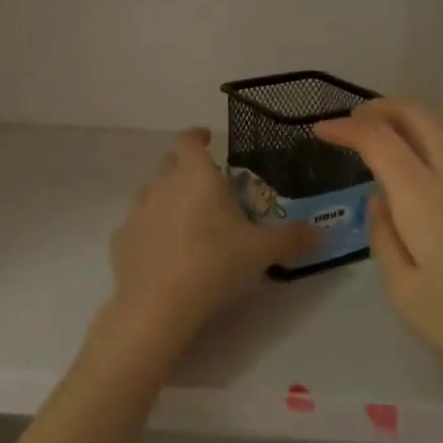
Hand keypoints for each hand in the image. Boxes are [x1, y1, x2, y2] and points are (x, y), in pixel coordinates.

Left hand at [102, 129, 317, 356]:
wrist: (157, 306)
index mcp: (195, 175)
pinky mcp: (120, 239)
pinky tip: (165, 252)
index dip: (197, 136)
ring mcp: (136, 211)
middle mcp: (161, 184)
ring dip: (168, 198)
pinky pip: (138, 224)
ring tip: (188, 221)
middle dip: (187, 169)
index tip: (208, 140)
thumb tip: (322, 234)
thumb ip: (292, 238)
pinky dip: (151, 229)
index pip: (189, 140)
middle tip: (208, 188)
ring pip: (152, 192)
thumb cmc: (214, 264)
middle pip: (170, 163)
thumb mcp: (262, 252)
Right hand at [317, 100, 442, 434]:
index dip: (346, 128)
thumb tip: (381, 202)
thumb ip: (384, 238)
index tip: (321, 131)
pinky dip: (431, 139)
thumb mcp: (407, 295)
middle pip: (416, 113)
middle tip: (352, 124)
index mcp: (423, 193)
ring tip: (383, 141)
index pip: (377, 137)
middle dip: (379, 108)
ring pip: (442, 126)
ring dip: (407, 120)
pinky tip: (423, 170)